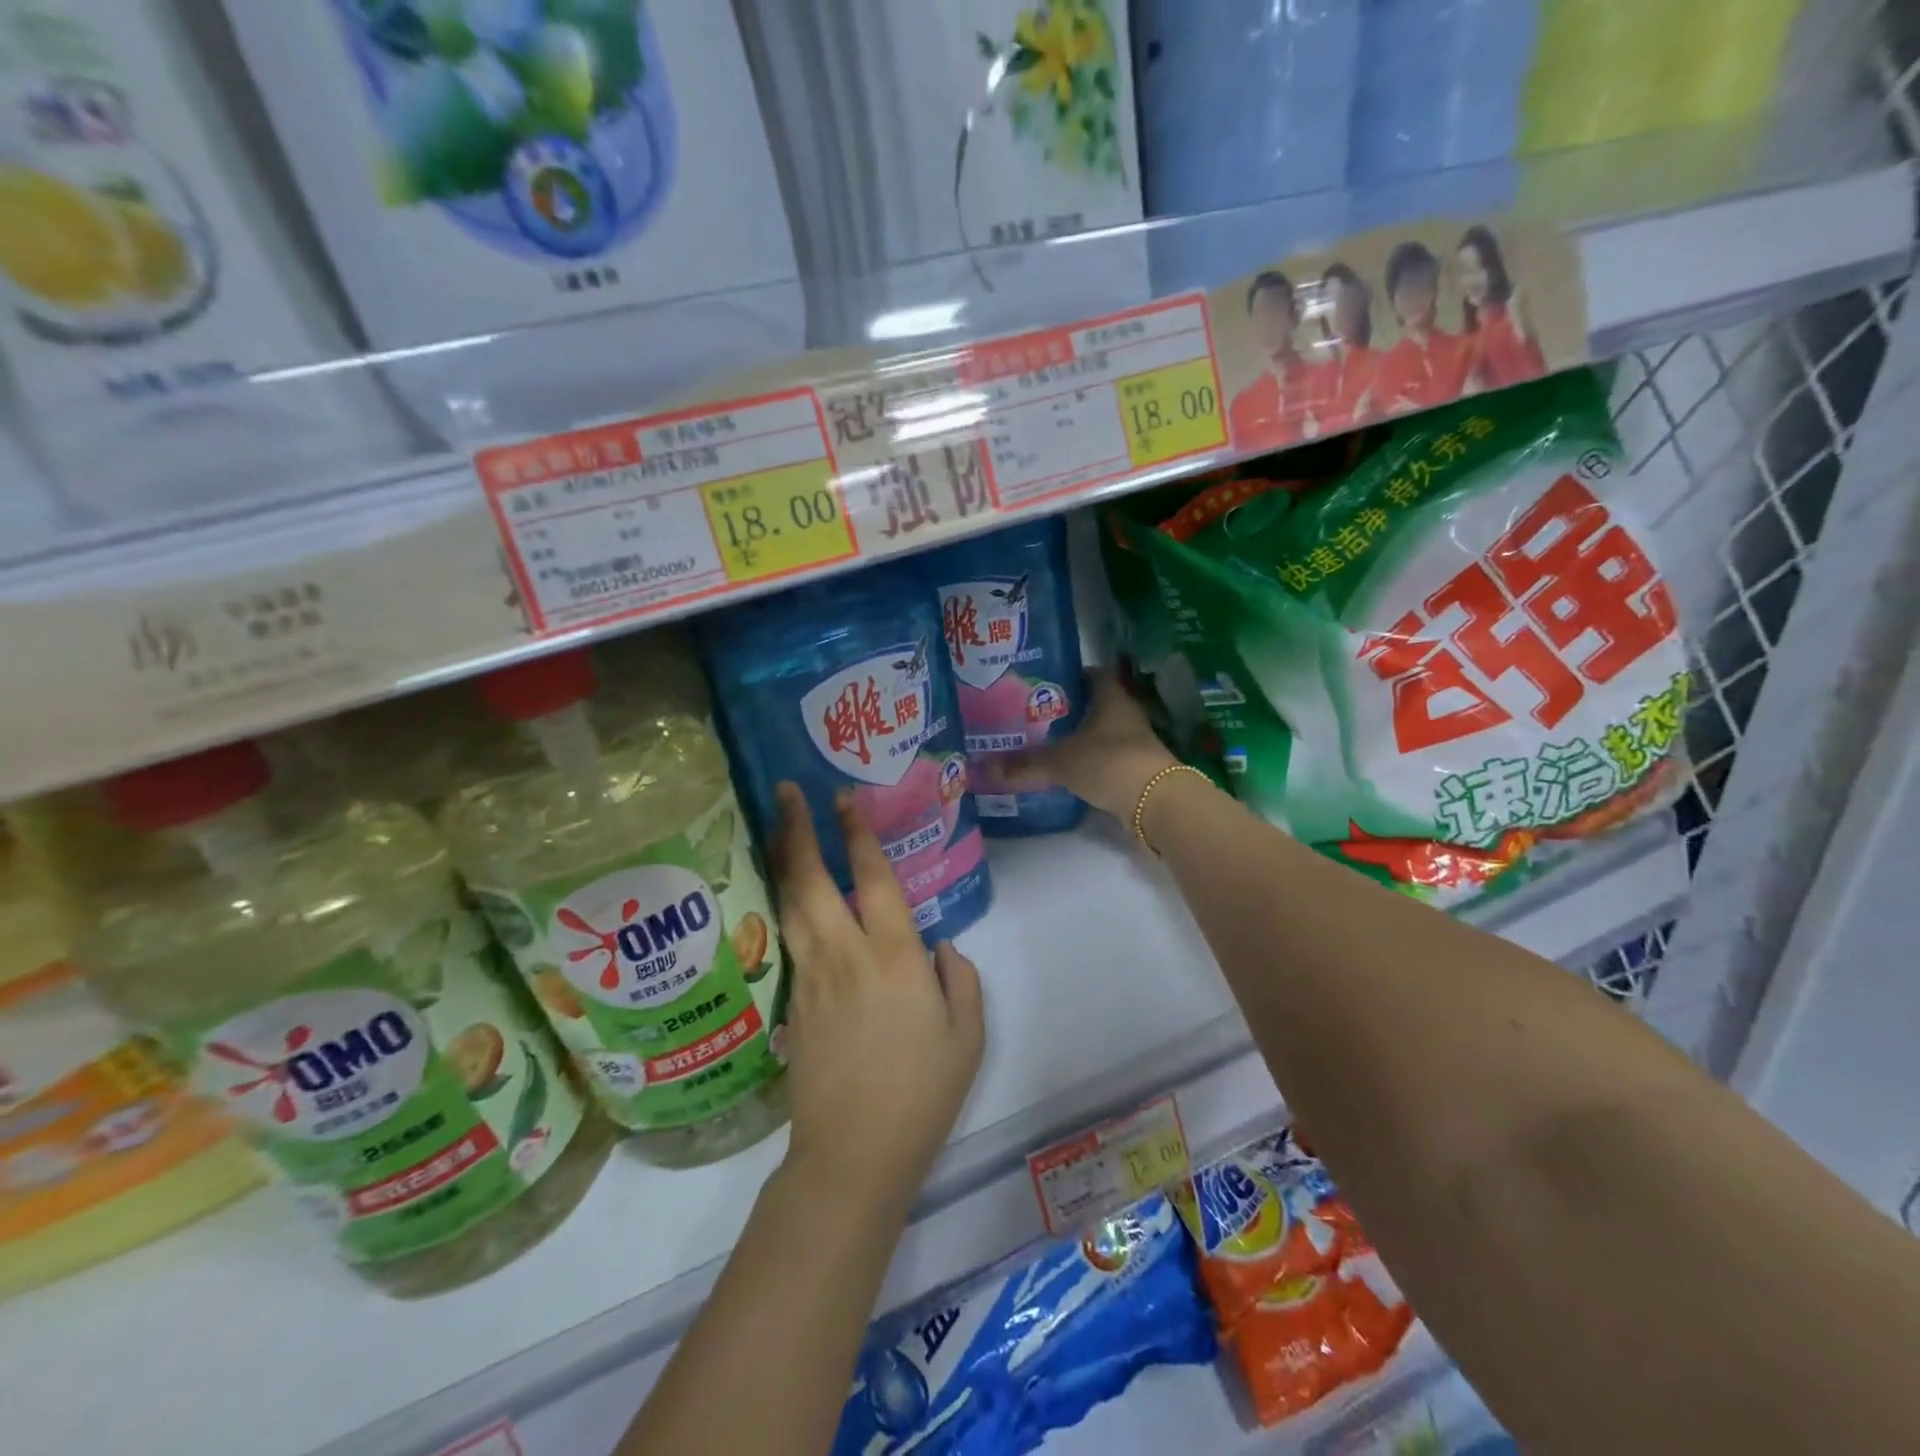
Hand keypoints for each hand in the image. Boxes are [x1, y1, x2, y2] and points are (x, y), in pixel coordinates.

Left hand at [769, 782, 984, 1214]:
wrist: (854, 1154)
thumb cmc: (922, 1093)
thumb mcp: (967, 1037)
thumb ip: (960, 981)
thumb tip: (941, 949)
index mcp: (895, 957)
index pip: (873, 878)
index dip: (858, 833)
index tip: (843, 798)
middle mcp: (847, 955)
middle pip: (812, 879)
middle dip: (798, 829)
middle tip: (786, 790)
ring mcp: (812, 978)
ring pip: (789, 904)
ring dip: (782, 858)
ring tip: (777, 825)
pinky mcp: (792, 1002)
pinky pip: (787, 938)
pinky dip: (782, 903)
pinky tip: (784, 892)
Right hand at [1001, 670, 1176, 819]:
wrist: (1157, 804)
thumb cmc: (1110, 763)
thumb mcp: (1061, 762)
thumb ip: (1023, 764)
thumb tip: (982, 768)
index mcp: (1110, 698)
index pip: (1089, 674)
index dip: (1066, 675)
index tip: (1038, 682)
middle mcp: (1124, 715)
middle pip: (1091, 705)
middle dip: (1063, 709)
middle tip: (1028, 713)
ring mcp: (1131, 743)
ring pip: (1096, 733)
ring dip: (1074, 737)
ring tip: (1038, 741)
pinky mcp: (1131, 769)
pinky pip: (1101, 759)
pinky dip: (1083, 762)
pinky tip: (1061, 770)